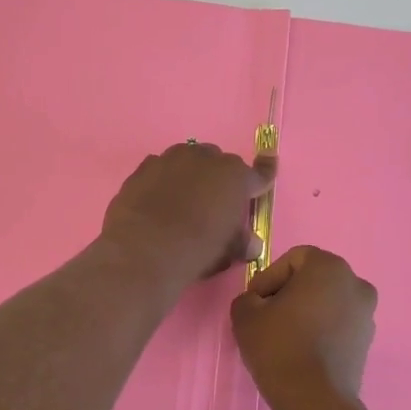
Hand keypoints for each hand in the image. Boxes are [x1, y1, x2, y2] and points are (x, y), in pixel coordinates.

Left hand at [100, 143, 276, 291]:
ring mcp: (171, 159)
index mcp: (235, 177)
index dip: (264, 176)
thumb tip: (252, 244)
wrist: (145, 249)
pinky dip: (162, 180)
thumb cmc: (198, 249)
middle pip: (219, 163)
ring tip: (183, 199)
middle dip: (219, 179)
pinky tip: (157, 200)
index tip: (267, 171)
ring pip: (187, 160)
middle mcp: (206, 159)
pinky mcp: (143, 168)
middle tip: (213, 204)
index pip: (259, 174)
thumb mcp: (228, 251)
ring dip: (190, 174)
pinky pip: (159, 169)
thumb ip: (243, 242)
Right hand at [230, 245, 376, 407]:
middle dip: (287, 294)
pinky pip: (337, 324)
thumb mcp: (245, 315)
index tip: (254, 302)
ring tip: (282, 337)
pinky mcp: (367, 340)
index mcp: (329, 267)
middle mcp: (355, 283)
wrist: (314, 398)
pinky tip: (301, 351)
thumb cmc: (279, 346)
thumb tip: (257, 302)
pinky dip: (320, 330)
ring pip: (326, 302)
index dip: (269, 278)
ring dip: (305, 313)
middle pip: (312, 279)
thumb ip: (247, 297)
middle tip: (265, 317)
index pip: (293, 259)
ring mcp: (366, 313)